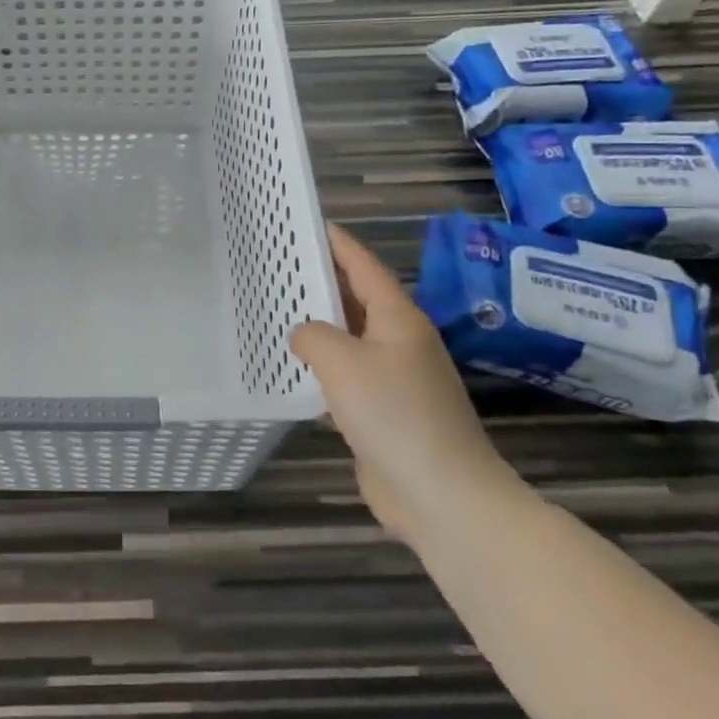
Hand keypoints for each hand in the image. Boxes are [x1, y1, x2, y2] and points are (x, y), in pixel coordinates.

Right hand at [290, 224, 516, 542]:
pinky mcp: (385, 414)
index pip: (364, 266)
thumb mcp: (342, 361)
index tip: (309, 223)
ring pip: (350, 342)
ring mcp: (395, 380)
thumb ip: (313, 336)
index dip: (338, 243)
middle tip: (278, 267)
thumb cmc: (394, 413)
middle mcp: (400, 342)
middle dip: (321, 284)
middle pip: (356, 301)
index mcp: (398, 318)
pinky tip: (293, 374)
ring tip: (277, 315)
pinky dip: (322, 371)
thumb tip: (305, 336)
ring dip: (319, 330)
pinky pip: (347, 379)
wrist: (442, 494)